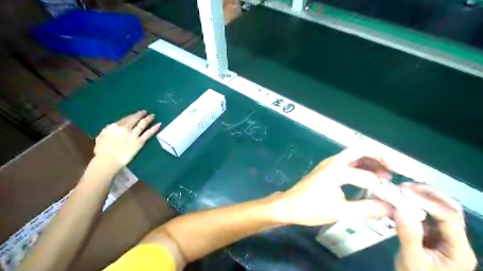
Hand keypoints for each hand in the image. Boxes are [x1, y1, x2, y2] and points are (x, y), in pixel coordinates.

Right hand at [93, 111, 160, 168]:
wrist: (108, 161)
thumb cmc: (102, 151)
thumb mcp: (102, 136)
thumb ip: (110, 130)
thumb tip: (116, 127)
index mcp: (114, 126)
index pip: (126, 118)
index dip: (132, 116)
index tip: (136, 114)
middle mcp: (125, 128)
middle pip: (135, 119)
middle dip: (141, 114)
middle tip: (146, 112)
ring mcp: (133, 135)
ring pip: (143, 124)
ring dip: (148, 119)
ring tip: (153, 116)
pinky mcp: (140, 142)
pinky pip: (148, 133)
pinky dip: (154, 128)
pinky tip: (159, 124)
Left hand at [271, 150, 391, 224]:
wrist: (289, 205)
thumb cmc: (311, 208)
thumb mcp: (341, 212)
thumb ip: (367, 209)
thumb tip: (391, 208)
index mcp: (336, 171)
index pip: (366, 176)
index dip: (382, 188)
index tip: (391, 199)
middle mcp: (333, 162)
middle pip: (360, 150)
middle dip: (378, 157)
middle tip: (392, 170)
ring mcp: (328, 163)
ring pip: (353, 155)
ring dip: (369, 161)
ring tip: (385, 174)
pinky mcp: (326, 168)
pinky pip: (347, 162)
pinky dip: (360, 165)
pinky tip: (366, 177)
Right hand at [394, 184, 476, 270]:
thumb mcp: (412, 261)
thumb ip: (409, 236)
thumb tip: (400, 209)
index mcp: (459, 249)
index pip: (449, 217)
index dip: (427, 202)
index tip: (404, 193)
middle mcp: (456, 240)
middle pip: (450, 209)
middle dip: (429, 195)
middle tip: (406, 187)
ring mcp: (445, 236)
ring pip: (440, 210)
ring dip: (423, 198)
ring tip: (403, 191)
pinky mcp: (433, 235)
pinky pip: (427, 216)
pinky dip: (415, 206)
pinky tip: (402, 202)